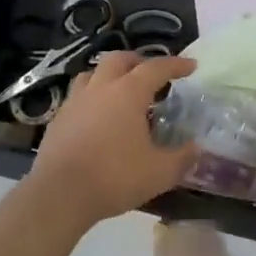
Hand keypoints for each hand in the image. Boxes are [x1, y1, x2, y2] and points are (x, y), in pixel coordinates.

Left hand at [25, 52, 198, 226]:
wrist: (59, 195)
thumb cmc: (114, 177)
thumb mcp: (160, 172)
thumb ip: (183, 158)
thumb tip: (197, 148)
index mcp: (128, 92)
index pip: (156, 68)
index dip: (176, 65)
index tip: (191, 66)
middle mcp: (101, 88)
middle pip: (119, 59)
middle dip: (138, 62)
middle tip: (151, 75)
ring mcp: (74, 102)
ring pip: (93, 74)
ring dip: (110, 76)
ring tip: (121, 92)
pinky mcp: (57, 120)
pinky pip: (77, 97)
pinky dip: (92, 99)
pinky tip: (96, 118)